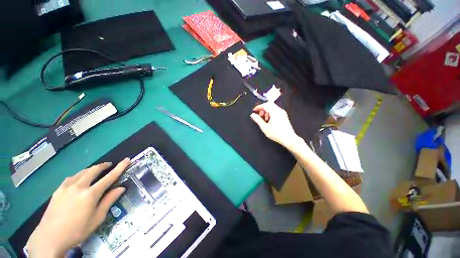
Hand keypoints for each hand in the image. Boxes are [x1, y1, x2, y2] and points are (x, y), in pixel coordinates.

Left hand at [26, 158, 130, 257]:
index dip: (120, 167)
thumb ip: (109, 201)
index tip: (126, 160)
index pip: (109, 177)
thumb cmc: (77, 230)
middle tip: (109, 165)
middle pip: (94, 170)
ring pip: (82, 172)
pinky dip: (79, 175)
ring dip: (91, 169)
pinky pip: (71, 178)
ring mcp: (66, 187)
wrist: (50, 237)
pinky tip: (79, 180)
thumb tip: (121, 188)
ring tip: (96, 171)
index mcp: (90, 194)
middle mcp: (79, 186)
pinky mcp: (58, 190)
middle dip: (103, 166)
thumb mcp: (97, 218)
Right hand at [250, 102, 300, 148]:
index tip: (254, 110)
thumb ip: (258, 120)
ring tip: (264, 119)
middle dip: (263, 109)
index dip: (258, 107)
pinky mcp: (284, 116)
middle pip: (269, 105)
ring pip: (273, 107)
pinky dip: (271, 113)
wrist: (289, 139)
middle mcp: (279, 110)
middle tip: (259, 115)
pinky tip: (269, 120)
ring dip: (267, 111)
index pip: (265, 105)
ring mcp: (282, 113)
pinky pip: (276, 111)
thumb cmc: (276, 134)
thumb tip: (252, 115)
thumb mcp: (265, 127)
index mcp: (275, 112)